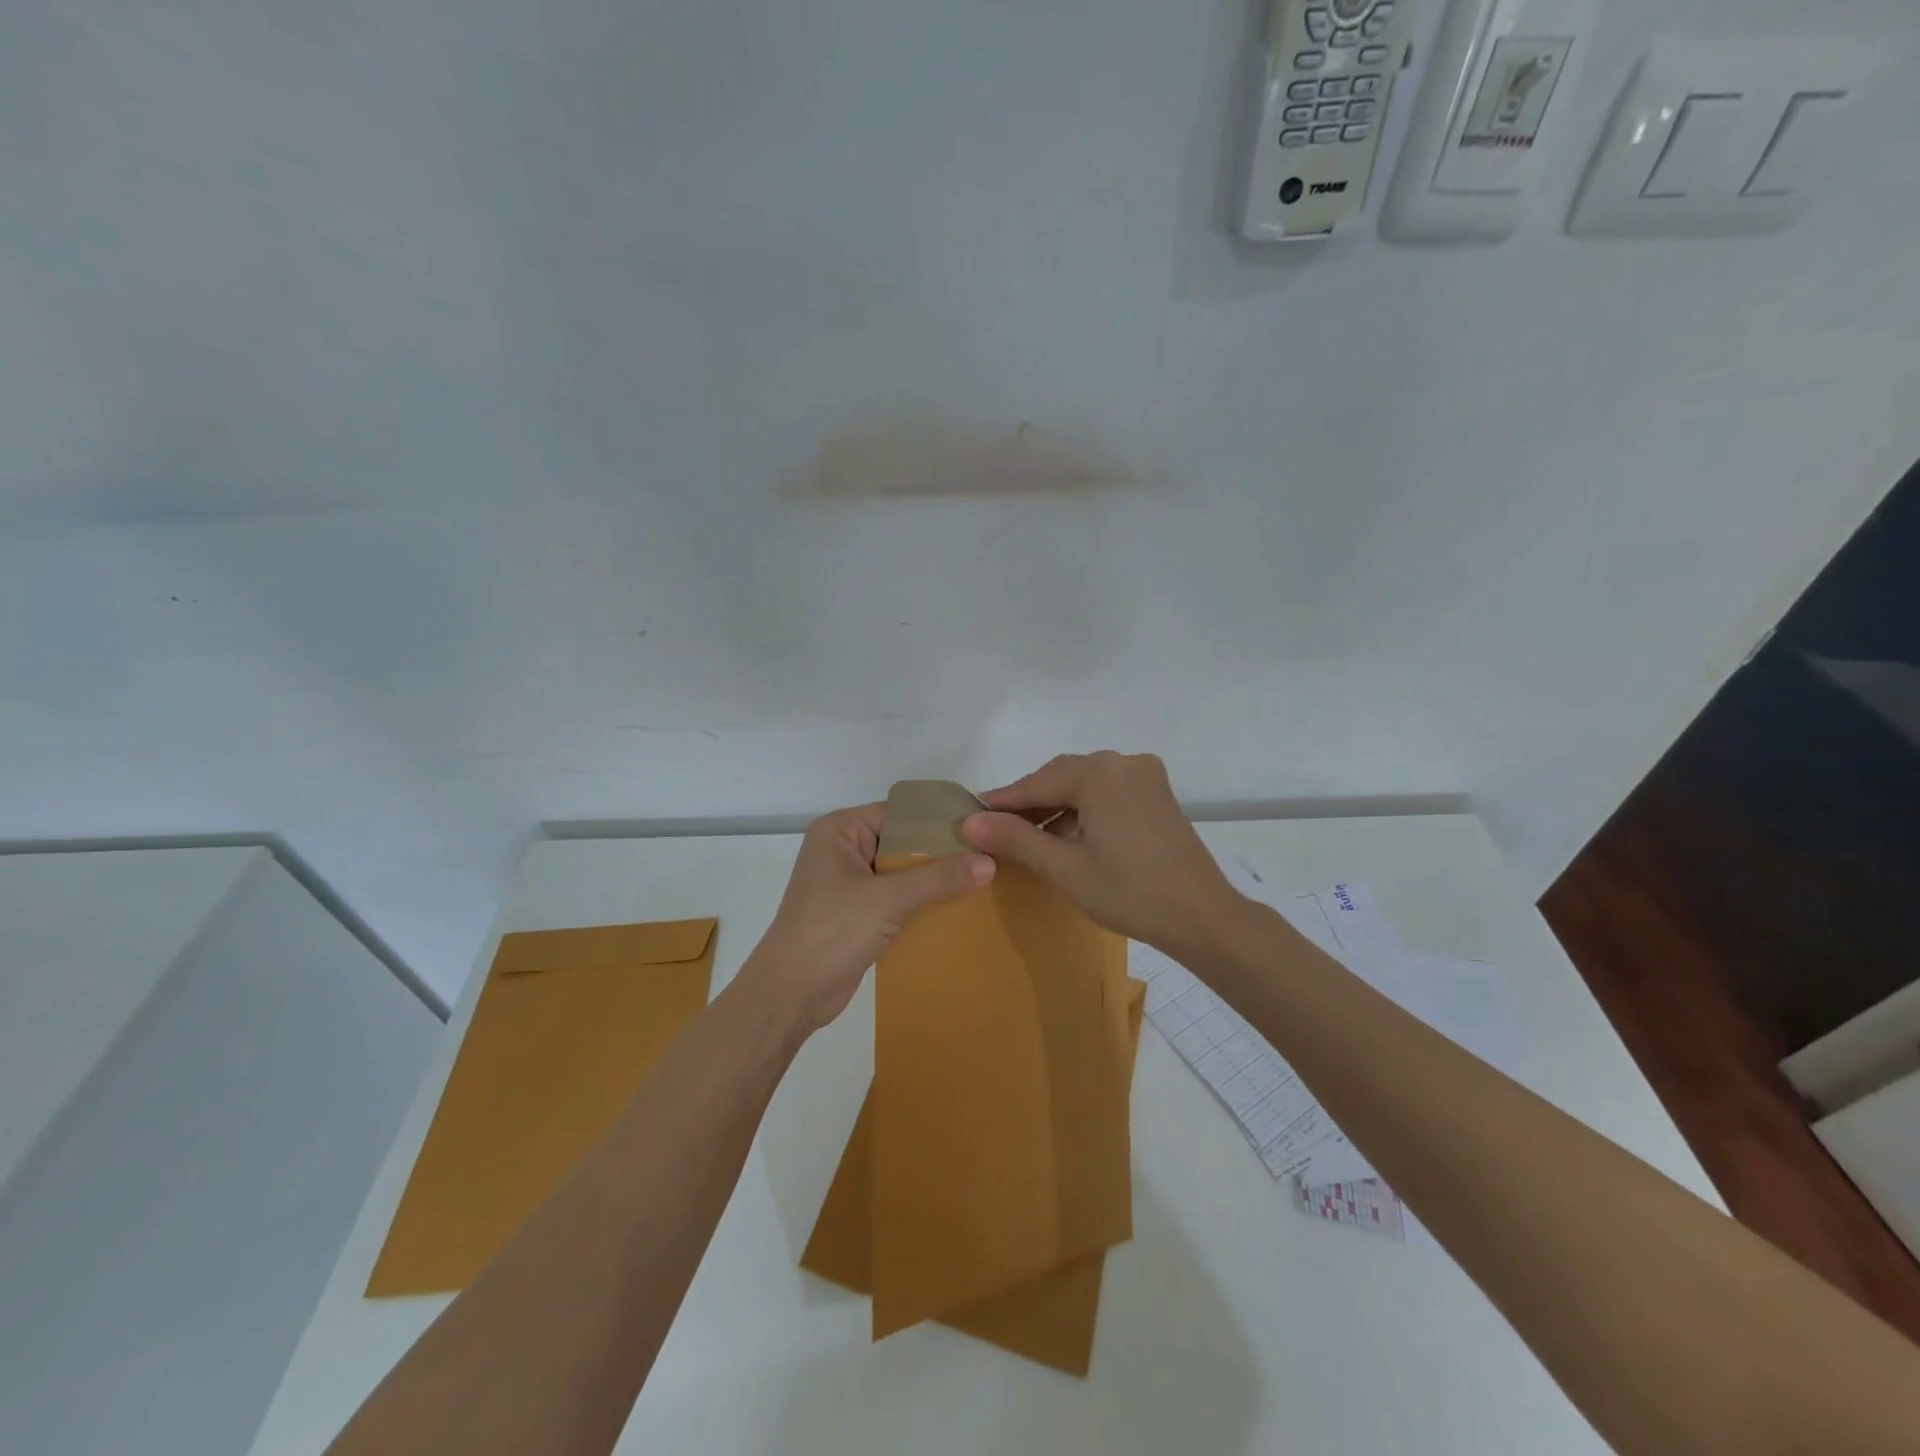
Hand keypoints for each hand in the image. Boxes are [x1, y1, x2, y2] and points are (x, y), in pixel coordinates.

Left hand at [744, 804, 994, 1034]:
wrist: (790, 994)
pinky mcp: (856, 913)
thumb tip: (990, 862)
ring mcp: (849, 883)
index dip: (939, 821)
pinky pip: (897, 897)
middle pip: (902, 841)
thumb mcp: (888, 899)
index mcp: (840, 830)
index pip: (899, 813)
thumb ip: (939, 878)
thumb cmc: (831, 931)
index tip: (982, 828)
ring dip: (934, 880)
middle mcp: (843, 849)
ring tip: (983, 880)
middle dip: (941, 852)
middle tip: (990, 855)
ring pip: (901, 872)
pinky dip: (921, 902)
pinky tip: (958, 907)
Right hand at [960, 752, 1239, 961]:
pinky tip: (1068, 835)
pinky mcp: (1157, 794)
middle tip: (997, 829)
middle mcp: (1123, 762)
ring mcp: (1145, 776)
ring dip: (1057, 807)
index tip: (971, 815)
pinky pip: (1108, 792)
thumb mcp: (1064, 867)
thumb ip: (1015, 839)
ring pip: (1085, 785)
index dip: (1003, 802)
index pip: (1037, 783)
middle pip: (1062, 778)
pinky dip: (1084, 810)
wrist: (1202, 917)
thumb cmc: (1129, 892)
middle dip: (1030, 803)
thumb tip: (969, 822)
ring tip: (1028, 837)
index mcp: (1100, 772)